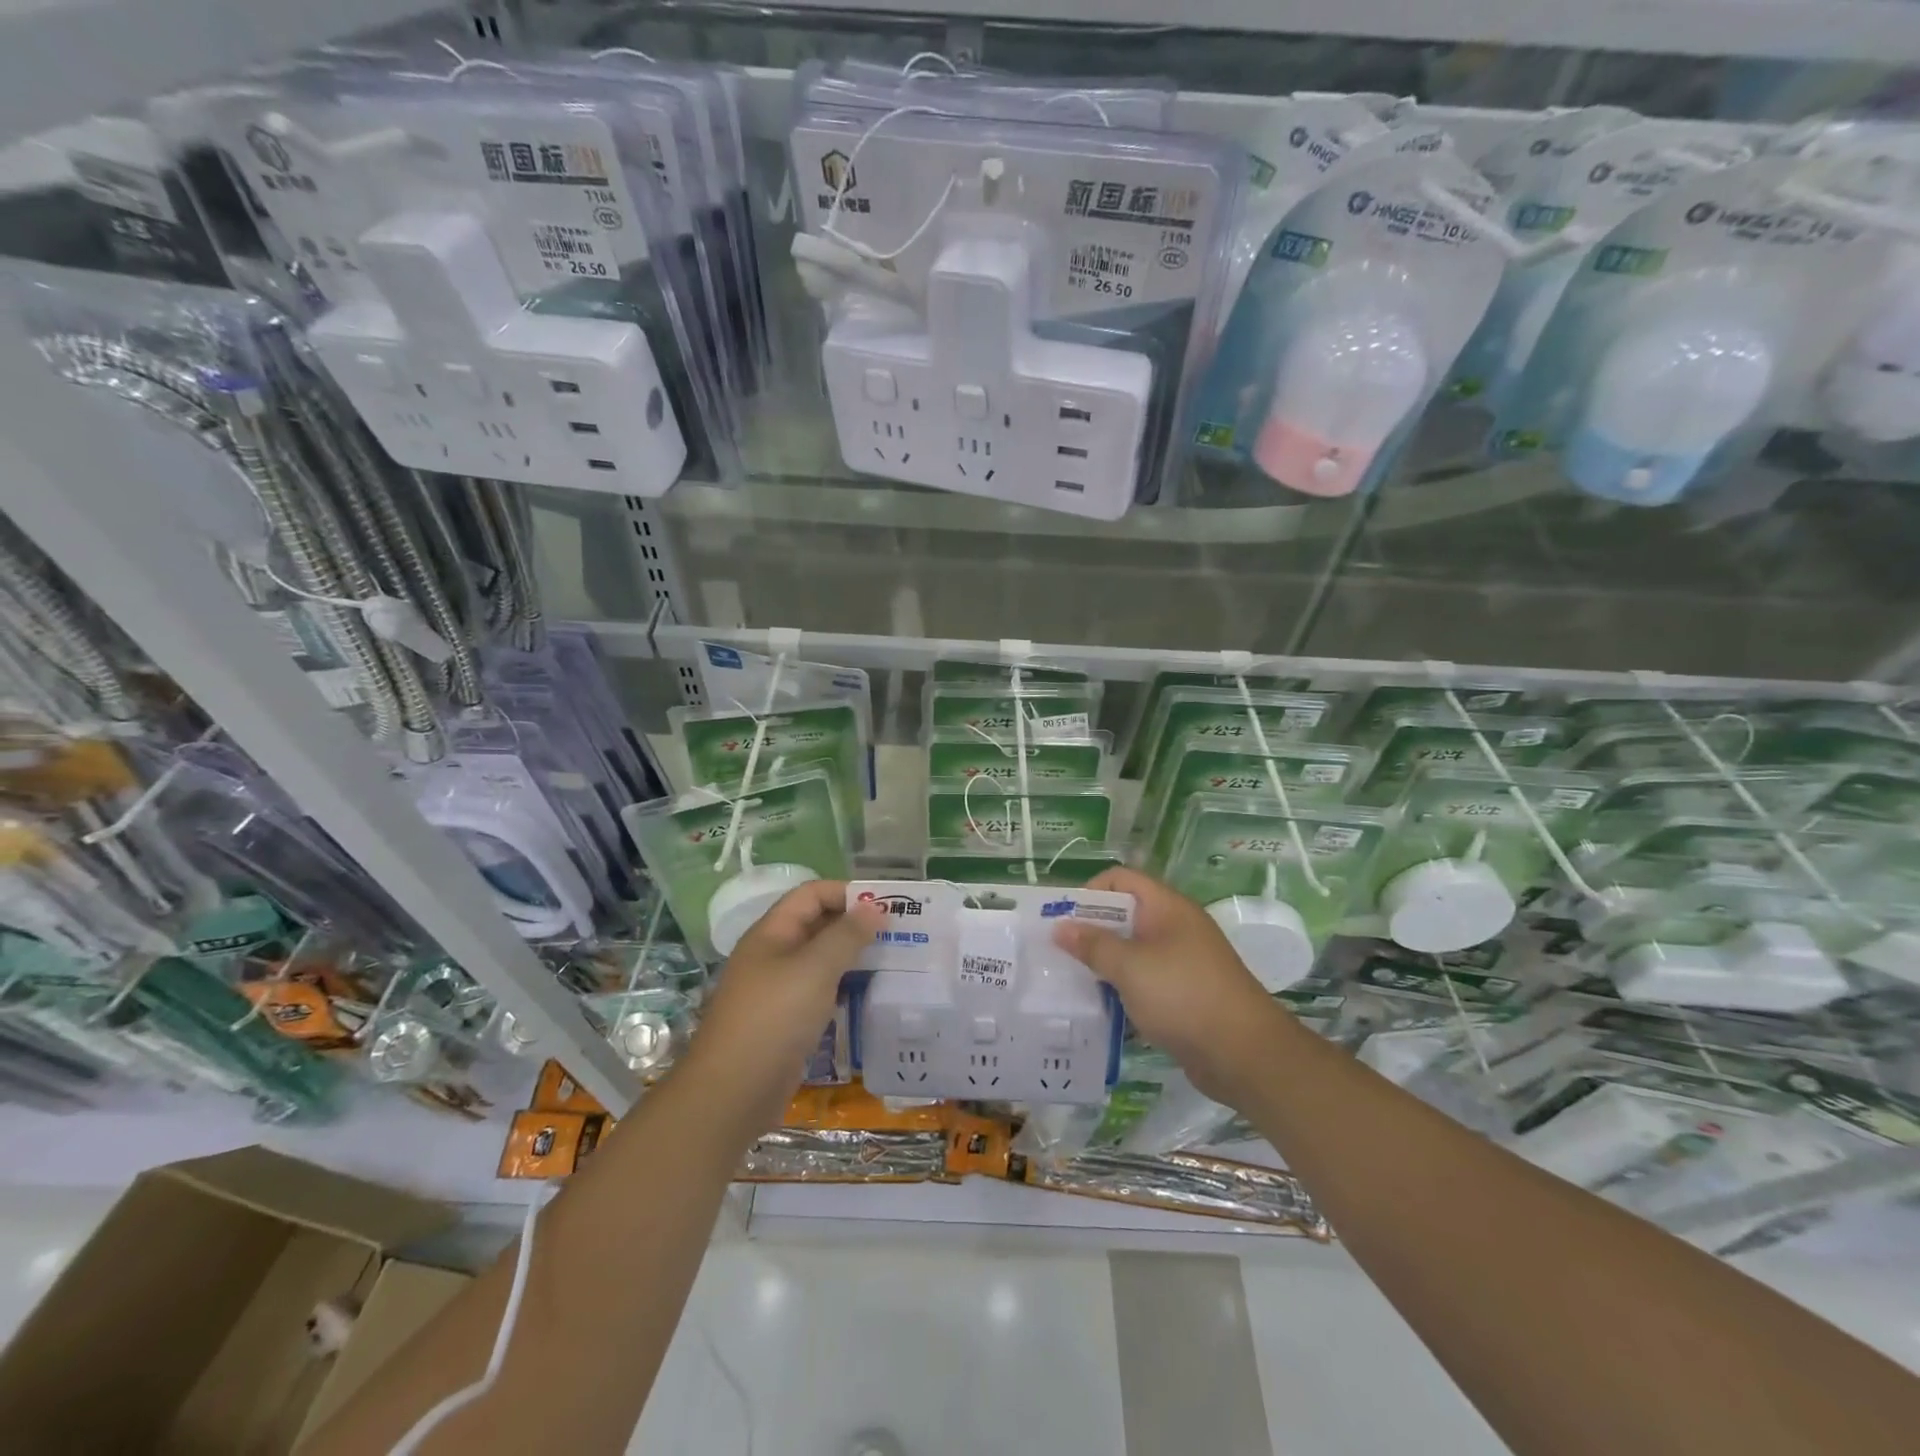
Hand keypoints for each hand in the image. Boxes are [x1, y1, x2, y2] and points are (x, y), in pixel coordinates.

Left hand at [680, 881, 883, 1134]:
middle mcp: (773, 954)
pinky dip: (845, 986)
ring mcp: (778, 989)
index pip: (812, 895)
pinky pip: (820, 990)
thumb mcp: (815, 969)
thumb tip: (875, 907)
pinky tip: (871, 993)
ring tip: (894, 960)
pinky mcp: (787, 1020)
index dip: (847, 893)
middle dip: (856, 924)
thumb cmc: (773, 1018)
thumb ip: (847, 935)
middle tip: (899, 932)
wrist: (733, 1092)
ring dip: (854, 956)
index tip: (886, 905)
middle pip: (818, 924)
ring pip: (821, 960)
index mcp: (772, 933)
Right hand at [1053, 867, 1289, 1106]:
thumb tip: (1060, 927)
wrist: (1244, 1054)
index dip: (1089, 892)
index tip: (1063, 919)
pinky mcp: (1184, 994)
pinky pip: (1144, 981)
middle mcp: (1175, 928)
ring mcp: (1181, 962)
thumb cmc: (1184, 996)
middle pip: (1124, 915)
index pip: (1120, 880)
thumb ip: (1093, 945)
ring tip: (1071, 981)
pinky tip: (1100, 1008)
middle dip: (1090, 931)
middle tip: (1057, 952)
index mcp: (1167, 908)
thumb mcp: (1130, 967)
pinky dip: (1122, 989)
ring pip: (1132, 951)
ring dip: (1104, 963)